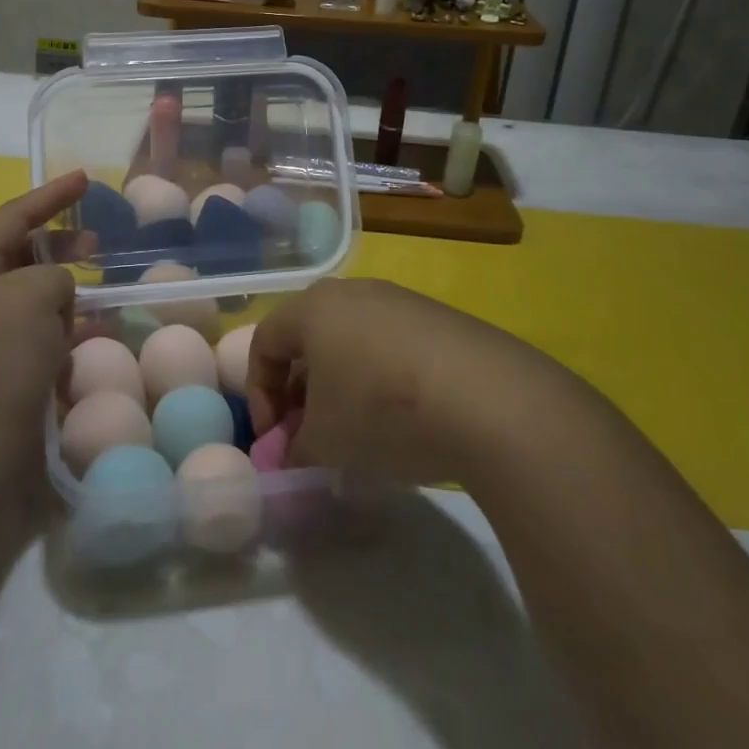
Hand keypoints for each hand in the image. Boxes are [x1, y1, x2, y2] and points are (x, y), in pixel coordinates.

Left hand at [0, 171, 87, 458]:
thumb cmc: (1, 356)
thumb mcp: (35, 292)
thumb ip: (55, 274)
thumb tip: (58, 294)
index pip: (12, 217)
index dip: (50, 195)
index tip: (85, 179)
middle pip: (22, 255)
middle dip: (61, 246)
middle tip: (97, 243)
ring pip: (36, 297)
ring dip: (68, 293)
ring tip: (100, 295)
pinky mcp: (6, 370)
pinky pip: (42, 334)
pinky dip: (68, 328)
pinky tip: (95, 333)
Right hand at [246, 278, 570, 483]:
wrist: (488, 399)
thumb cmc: (382, 411)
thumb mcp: (325, 443)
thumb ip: (293, 450)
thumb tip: (287, 456)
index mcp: (313, 308)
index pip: (263, 343)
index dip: (259, 394)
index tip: (275, 439)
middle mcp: (352, 292)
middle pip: (308, 338)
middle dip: (300, 390)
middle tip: (311, 434)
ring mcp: (400, 300)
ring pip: (351, 341)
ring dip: (341, 385)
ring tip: (357, 431)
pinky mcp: (440, 319)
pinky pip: (392, 345)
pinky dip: (381, 378)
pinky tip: (404, 418)